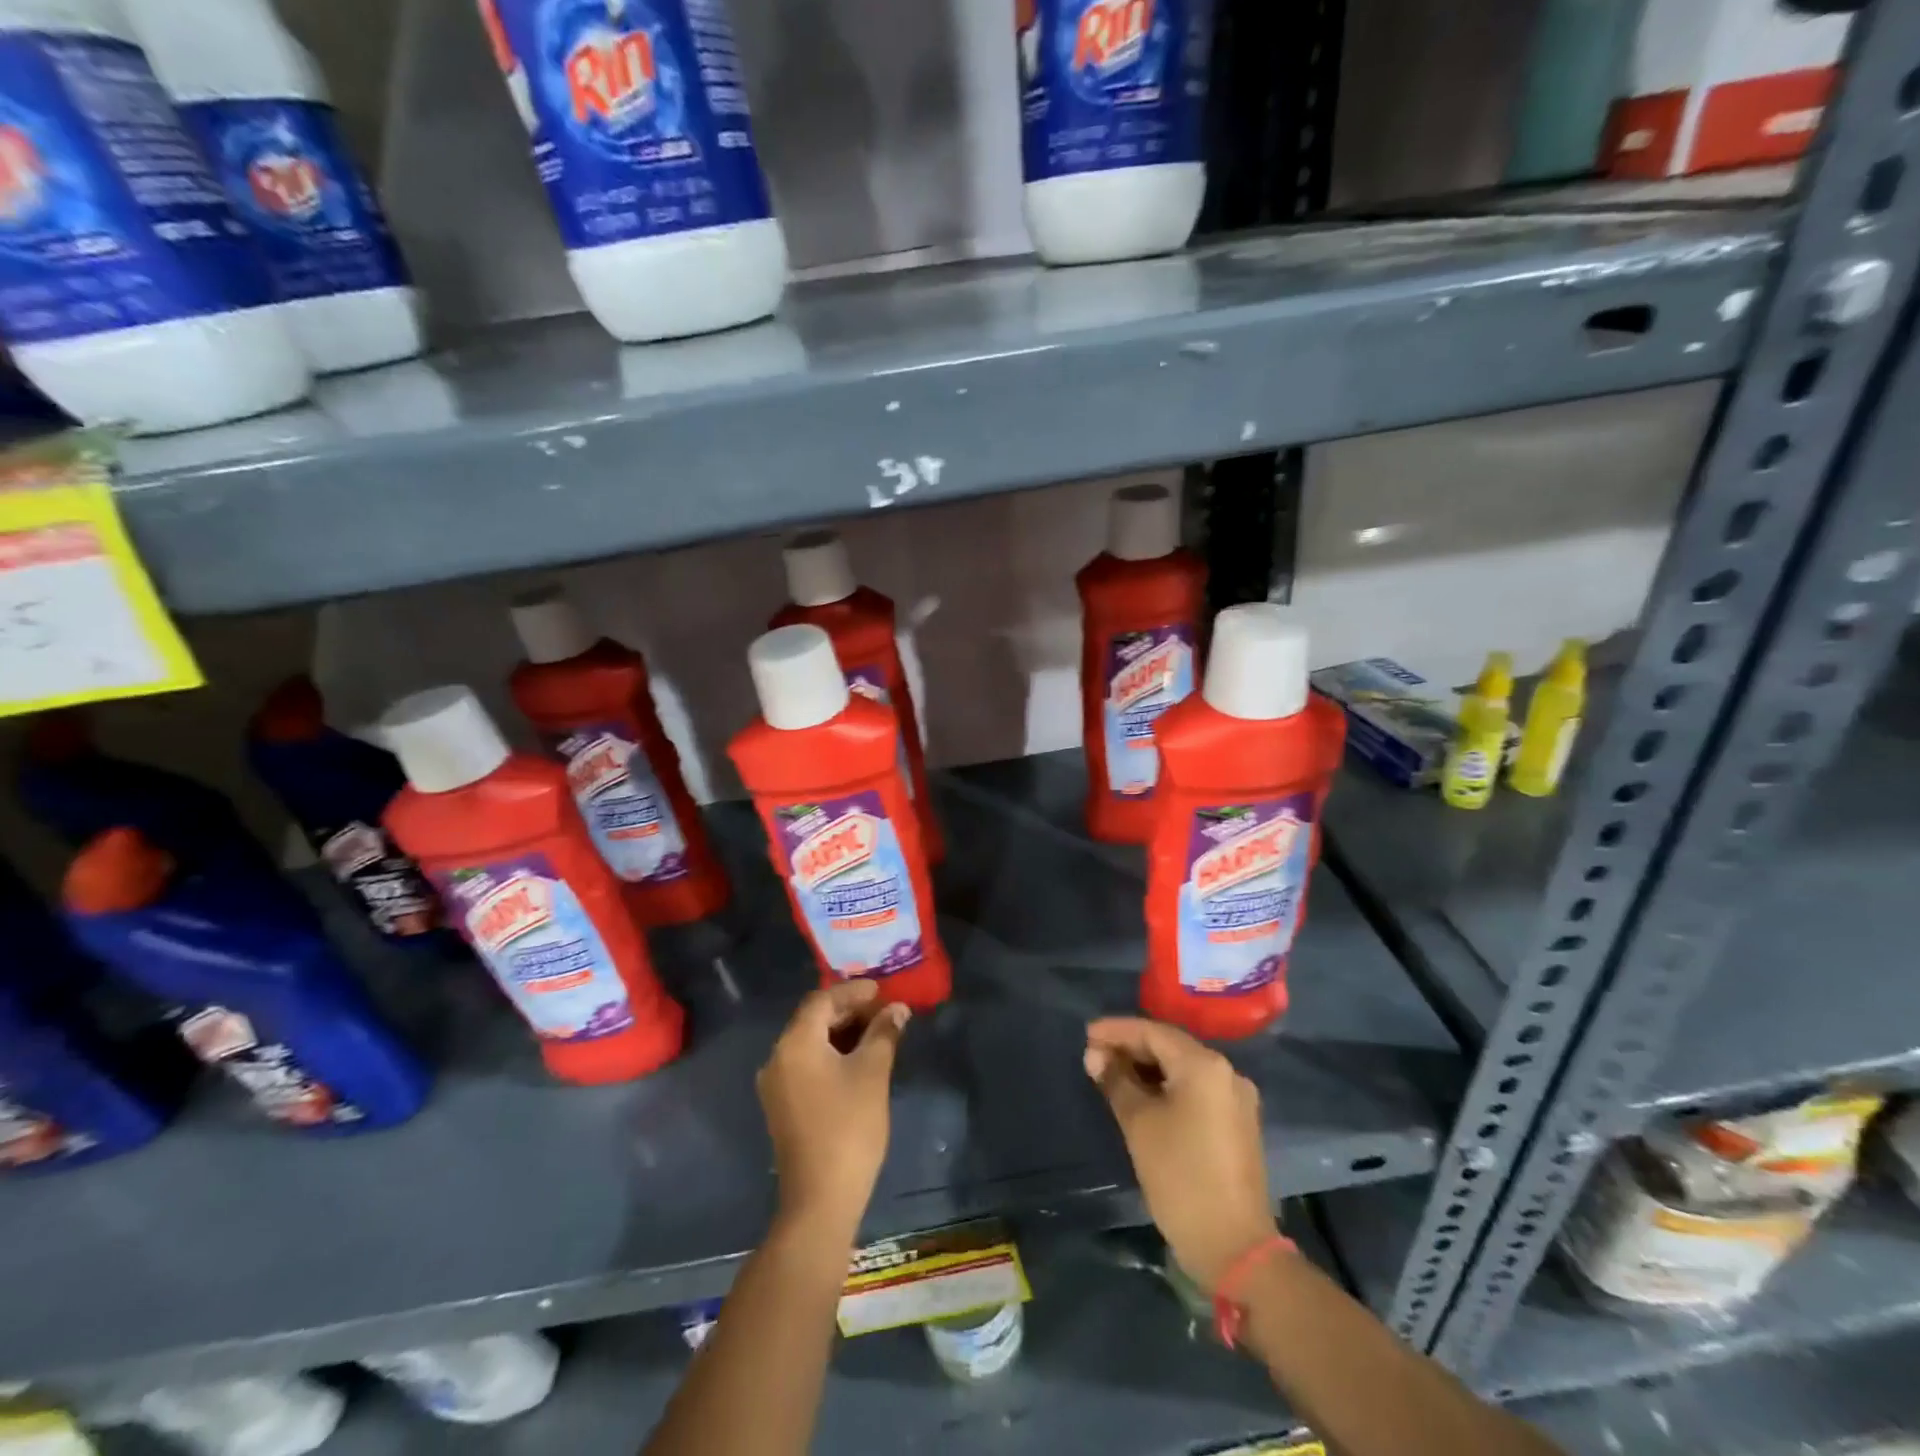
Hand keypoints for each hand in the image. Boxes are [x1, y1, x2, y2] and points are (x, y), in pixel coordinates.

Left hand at [758, 980, 909, 1240]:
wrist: (820, 1199)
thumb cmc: (849, 1127)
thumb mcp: (873, 1072)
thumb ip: (884, 1033)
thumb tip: (897, 1009)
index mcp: (795, 1043)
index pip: (822, 1000)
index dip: (853, 991)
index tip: (883, 989)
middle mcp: (777, 1058)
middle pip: (814, 1019)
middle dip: (849, 1010)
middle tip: (884, 1010)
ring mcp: (777, 1085)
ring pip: (811, 1043)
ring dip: (842, 1032)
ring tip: (878, 1032)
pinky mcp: (783, 1107)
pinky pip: (807, 1064)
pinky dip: (832, 1054)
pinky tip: (858, 1060)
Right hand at [1085, 1017, 1275, 1290]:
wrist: (1235, 1247)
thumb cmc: (1180, 1176)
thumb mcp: (1139, 1124)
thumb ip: (1115, 1081)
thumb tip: (1096, 1056)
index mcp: (1204, 1065)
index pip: (1152, 1032)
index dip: (1116, 1031)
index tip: (1085, 1035)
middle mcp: (1226, 1072)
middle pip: (1169, 1046)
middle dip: (1130, 1048)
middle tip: (1094, 1056)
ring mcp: (1235, 1098)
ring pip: (1182, 1068)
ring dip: (1147, 1068)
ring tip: (1111, 1074)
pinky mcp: (1236, 1122)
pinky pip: (1195, 1089)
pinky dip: (1166, 1086)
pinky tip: (1140, 1095)